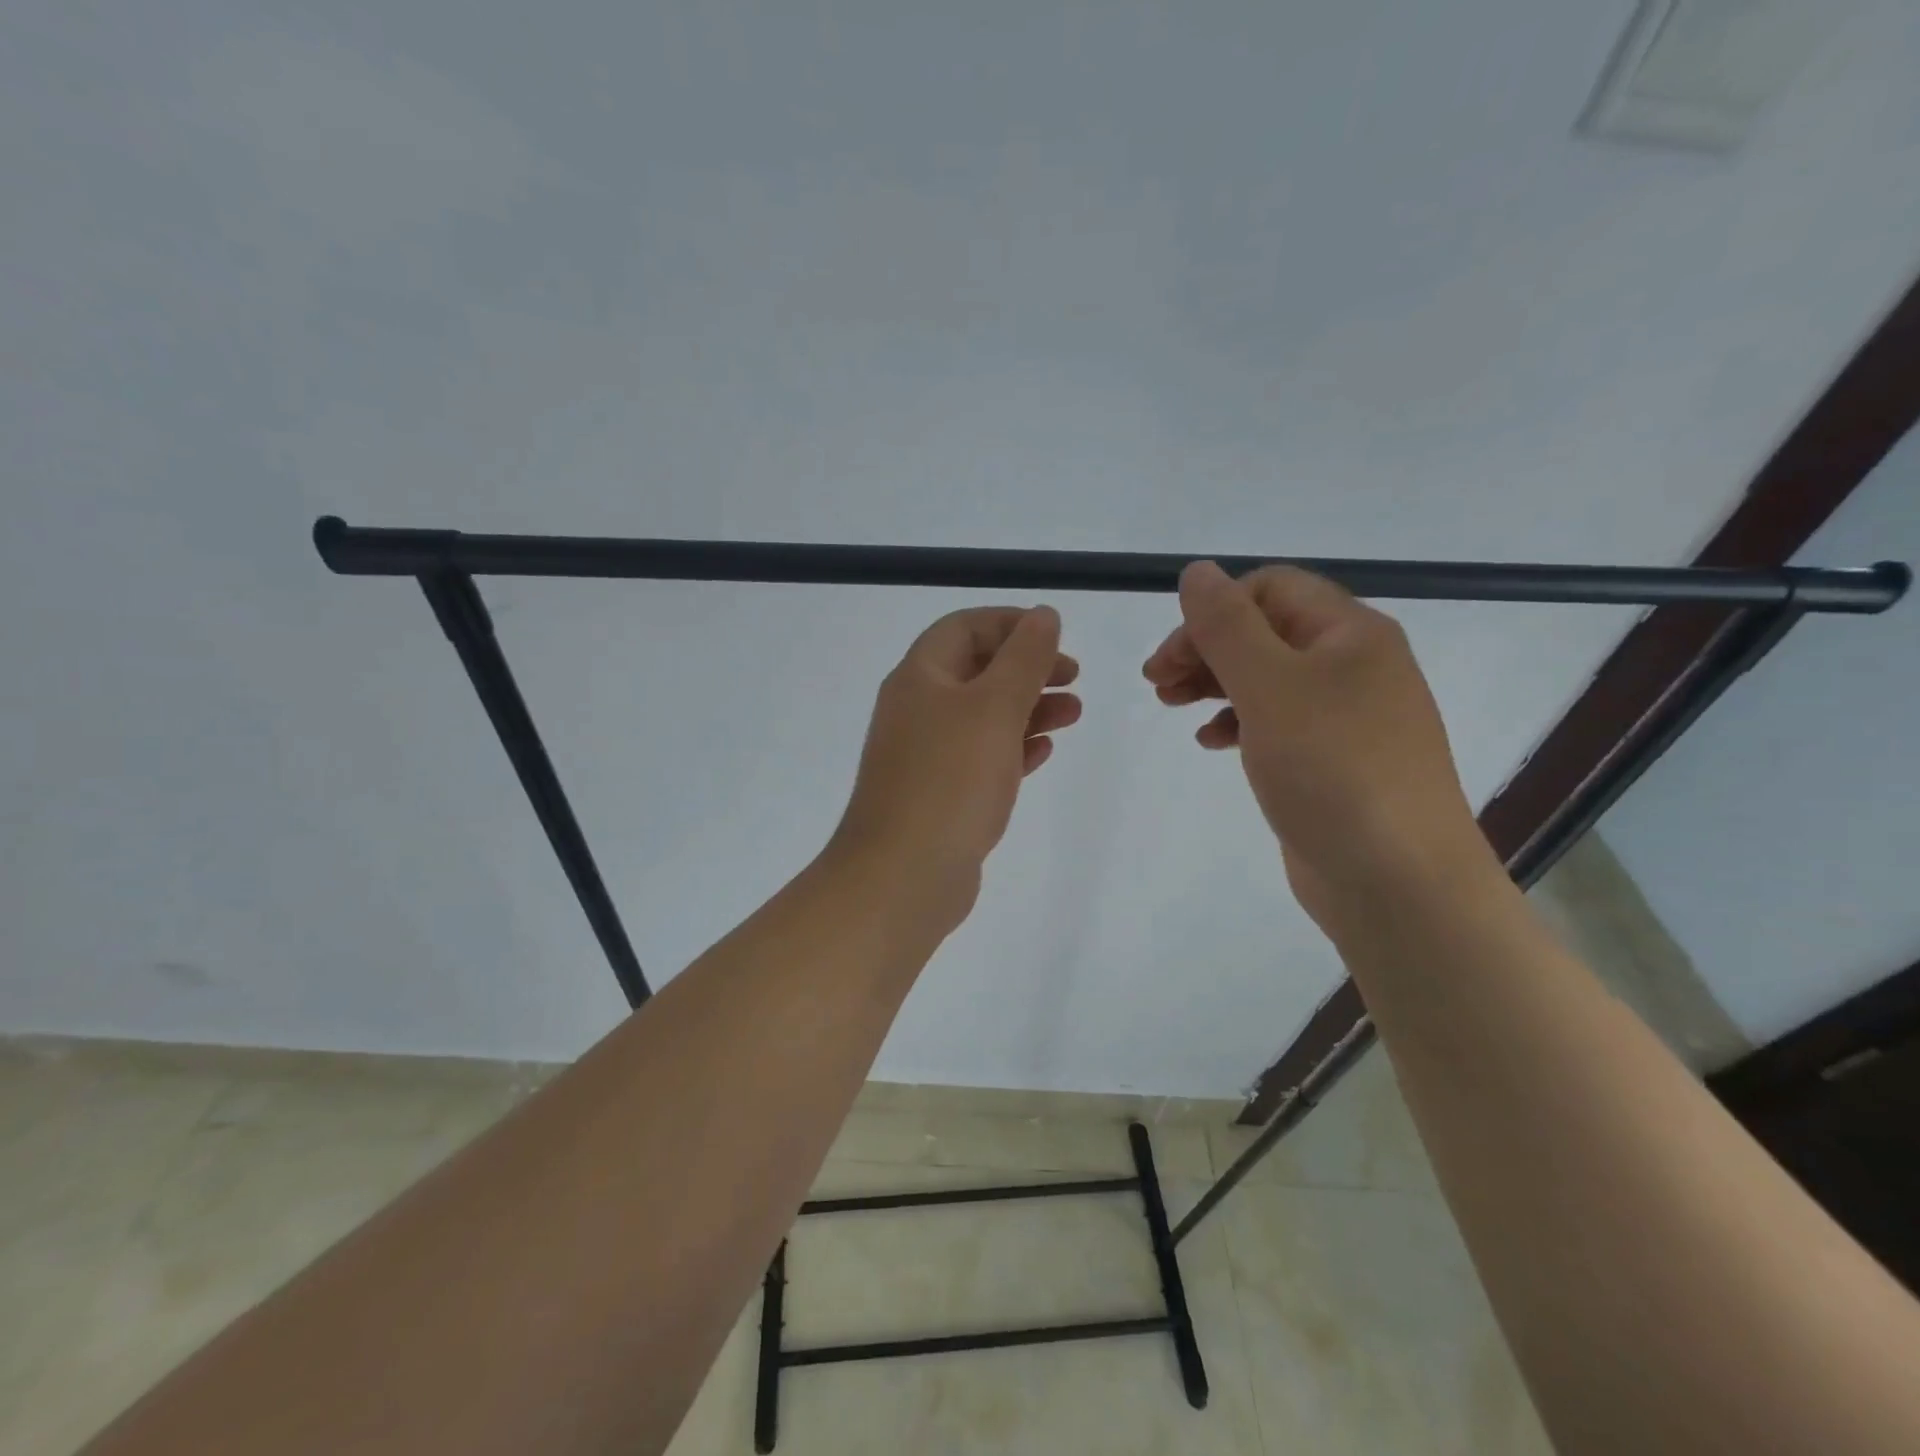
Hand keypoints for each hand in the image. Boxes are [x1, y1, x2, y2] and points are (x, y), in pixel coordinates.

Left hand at [832, 606, 1080, 928]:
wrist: (903, 876)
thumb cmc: (950, 780)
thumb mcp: (994, 708)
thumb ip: (1024, 659)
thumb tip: (1043, 615)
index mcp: (920, 677)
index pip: (965, 627)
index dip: (1012, 624)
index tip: (1056, 638)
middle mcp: (917, 709)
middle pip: (976, 670)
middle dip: (1027, 668)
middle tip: (1073, 679)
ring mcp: (925, 755)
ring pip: (983, 716)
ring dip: (1028, 708)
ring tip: (1074, 715)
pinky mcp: (939, 794)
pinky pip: (980, 757)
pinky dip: (1013, 747)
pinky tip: (1043, 751)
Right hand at [1143, 561, 1495, 934]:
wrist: (1397, 881)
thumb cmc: (1332, 772)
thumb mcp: (1271, 688)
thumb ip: (1227, 626)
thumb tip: (1197, 571)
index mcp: (1349, 633)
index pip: (1270, 589)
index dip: (1212, 611)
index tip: (1169, 656)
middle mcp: (1353, 665)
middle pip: (1265, 631)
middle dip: (1205, 649)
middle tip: (1156, 683)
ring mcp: (1346, 715)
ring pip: (1266, 677)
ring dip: (1213, 683)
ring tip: (1171, 706)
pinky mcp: (1332, 759)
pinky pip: (1277, 721)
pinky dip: (1237, 722)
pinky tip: (1211, 742)